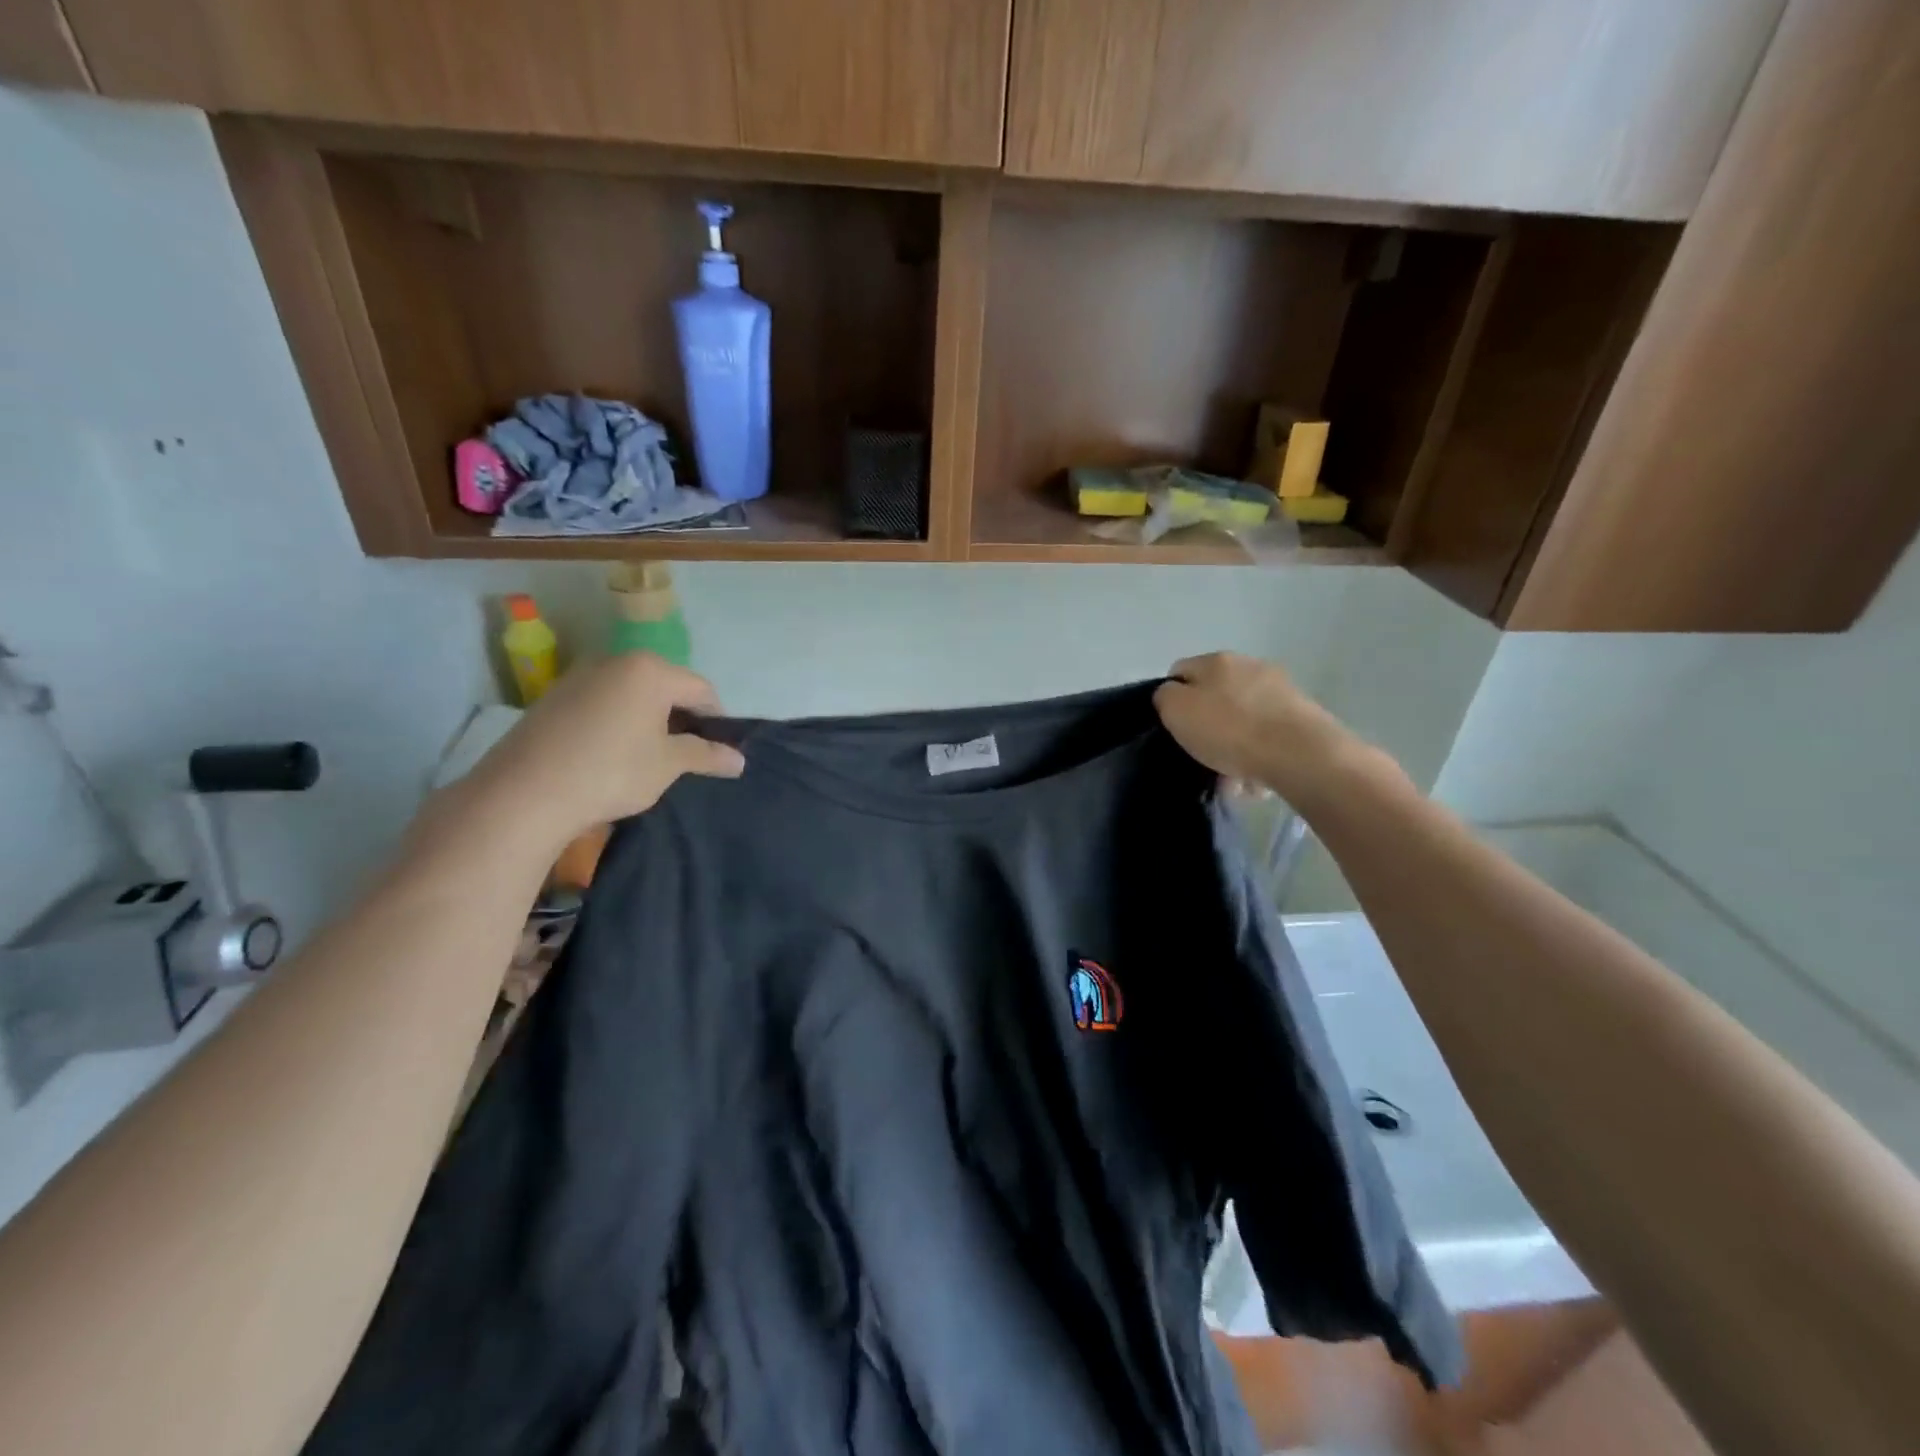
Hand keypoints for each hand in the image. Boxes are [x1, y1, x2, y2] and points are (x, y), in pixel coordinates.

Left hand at [471, 653, 744, 846]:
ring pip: (631, 694)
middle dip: (682, 718)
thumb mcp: (668, 765)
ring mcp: (580, 677)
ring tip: (648, 757)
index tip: (718, 750)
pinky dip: (617, 722)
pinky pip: (602, 703)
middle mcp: (616, 661)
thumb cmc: (612, 772)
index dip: (717, 720)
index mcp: (650, 671)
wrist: (524, 793)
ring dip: (649, 720)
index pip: (701, 689)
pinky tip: (611, 754)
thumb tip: (739, 759)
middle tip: (686, 755)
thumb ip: (706, 755)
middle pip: (666, 686)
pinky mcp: (554, 697)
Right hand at [1153, 653, 1355, 804]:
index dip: (1172, 698)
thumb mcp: (1176, 711)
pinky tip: (1256, 778)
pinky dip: (1259, 753)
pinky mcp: (1303, 716)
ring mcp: (1281, 689)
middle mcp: (1250, 666)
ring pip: (1243, 718)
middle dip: (1208, 724)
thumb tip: (1173, 695)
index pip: (1180, 671)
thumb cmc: (1229, 730)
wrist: (1299, 754)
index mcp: (1216, 660)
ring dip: (1234, 743)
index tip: (1174, 727)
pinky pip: (1268, 735)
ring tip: (1232, 776)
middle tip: (1202, 754)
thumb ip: (1166, 697)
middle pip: (1215, 696)